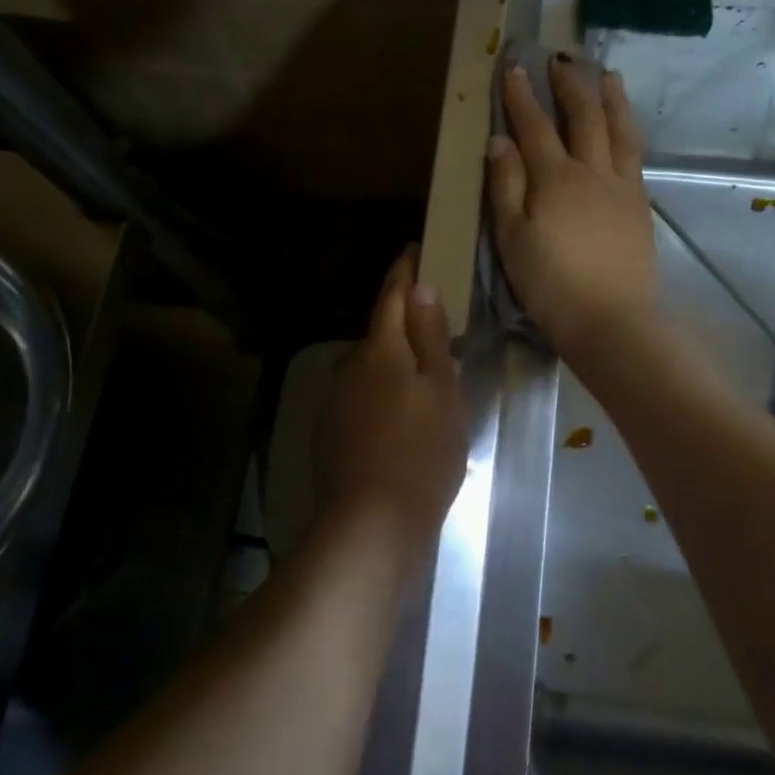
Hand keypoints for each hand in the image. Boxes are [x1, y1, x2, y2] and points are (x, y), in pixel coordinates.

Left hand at [316, 248, 467, 557]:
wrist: (372, 524)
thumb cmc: (422, 452)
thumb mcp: (442, 390)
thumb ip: (430, 336)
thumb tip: (421, 287)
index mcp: (381, 349)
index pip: (392, 295)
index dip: (404, 270)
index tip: (415, 249)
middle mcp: (351, 365)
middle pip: (380, 330)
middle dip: (403, 318)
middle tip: (436, 315)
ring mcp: (337, 399)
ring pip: (372, 364)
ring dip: (394, 358)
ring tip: (426, 369)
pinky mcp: (333, 430)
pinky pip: (364, 394)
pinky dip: (384, 390)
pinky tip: (403, 412)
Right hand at [486, 58, 658, 355]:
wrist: (610, 319)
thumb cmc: (550, 284)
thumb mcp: (511, 238)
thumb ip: (506, 186)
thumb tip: (500, 141)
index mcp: (555, 178)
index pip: (534, 126)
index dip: (522, 96)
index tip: (514, 66)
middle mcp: (592, 171)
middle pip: (584, 117)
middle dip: (570, 85)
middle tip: (561, 60)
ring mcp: (622, 186)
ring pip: (619, 130)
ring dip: (611, 98)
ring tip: (608, 75)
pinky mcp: (640, 205)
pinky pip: (635, 156)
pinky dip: (629, 131)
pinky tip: (626, 128)